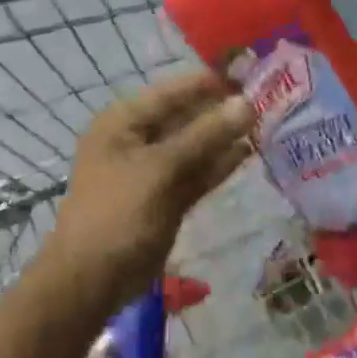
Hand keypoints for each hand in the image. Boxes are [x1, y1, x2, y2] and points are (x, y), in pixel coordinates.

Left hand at [44, 70, 254, 310]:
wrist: (90, 282)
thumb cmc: (118, 213)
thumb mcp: (161, 168)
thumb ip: (205, 135)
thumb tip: (246, 103)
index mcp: (125, 120)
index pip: (175, 90)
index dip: (211, 82)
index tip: (252, 75)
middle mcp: (138, 138)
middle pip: (186, 115)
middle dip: (222, 110)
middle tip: (266, 101)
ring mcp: (152, 169)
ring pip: (194, 145)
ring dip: (224, 137)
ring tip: (265, 124)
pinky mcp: (166, 196)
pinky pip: (195, 172)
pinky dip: (218, 164)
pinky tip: (247, 152)